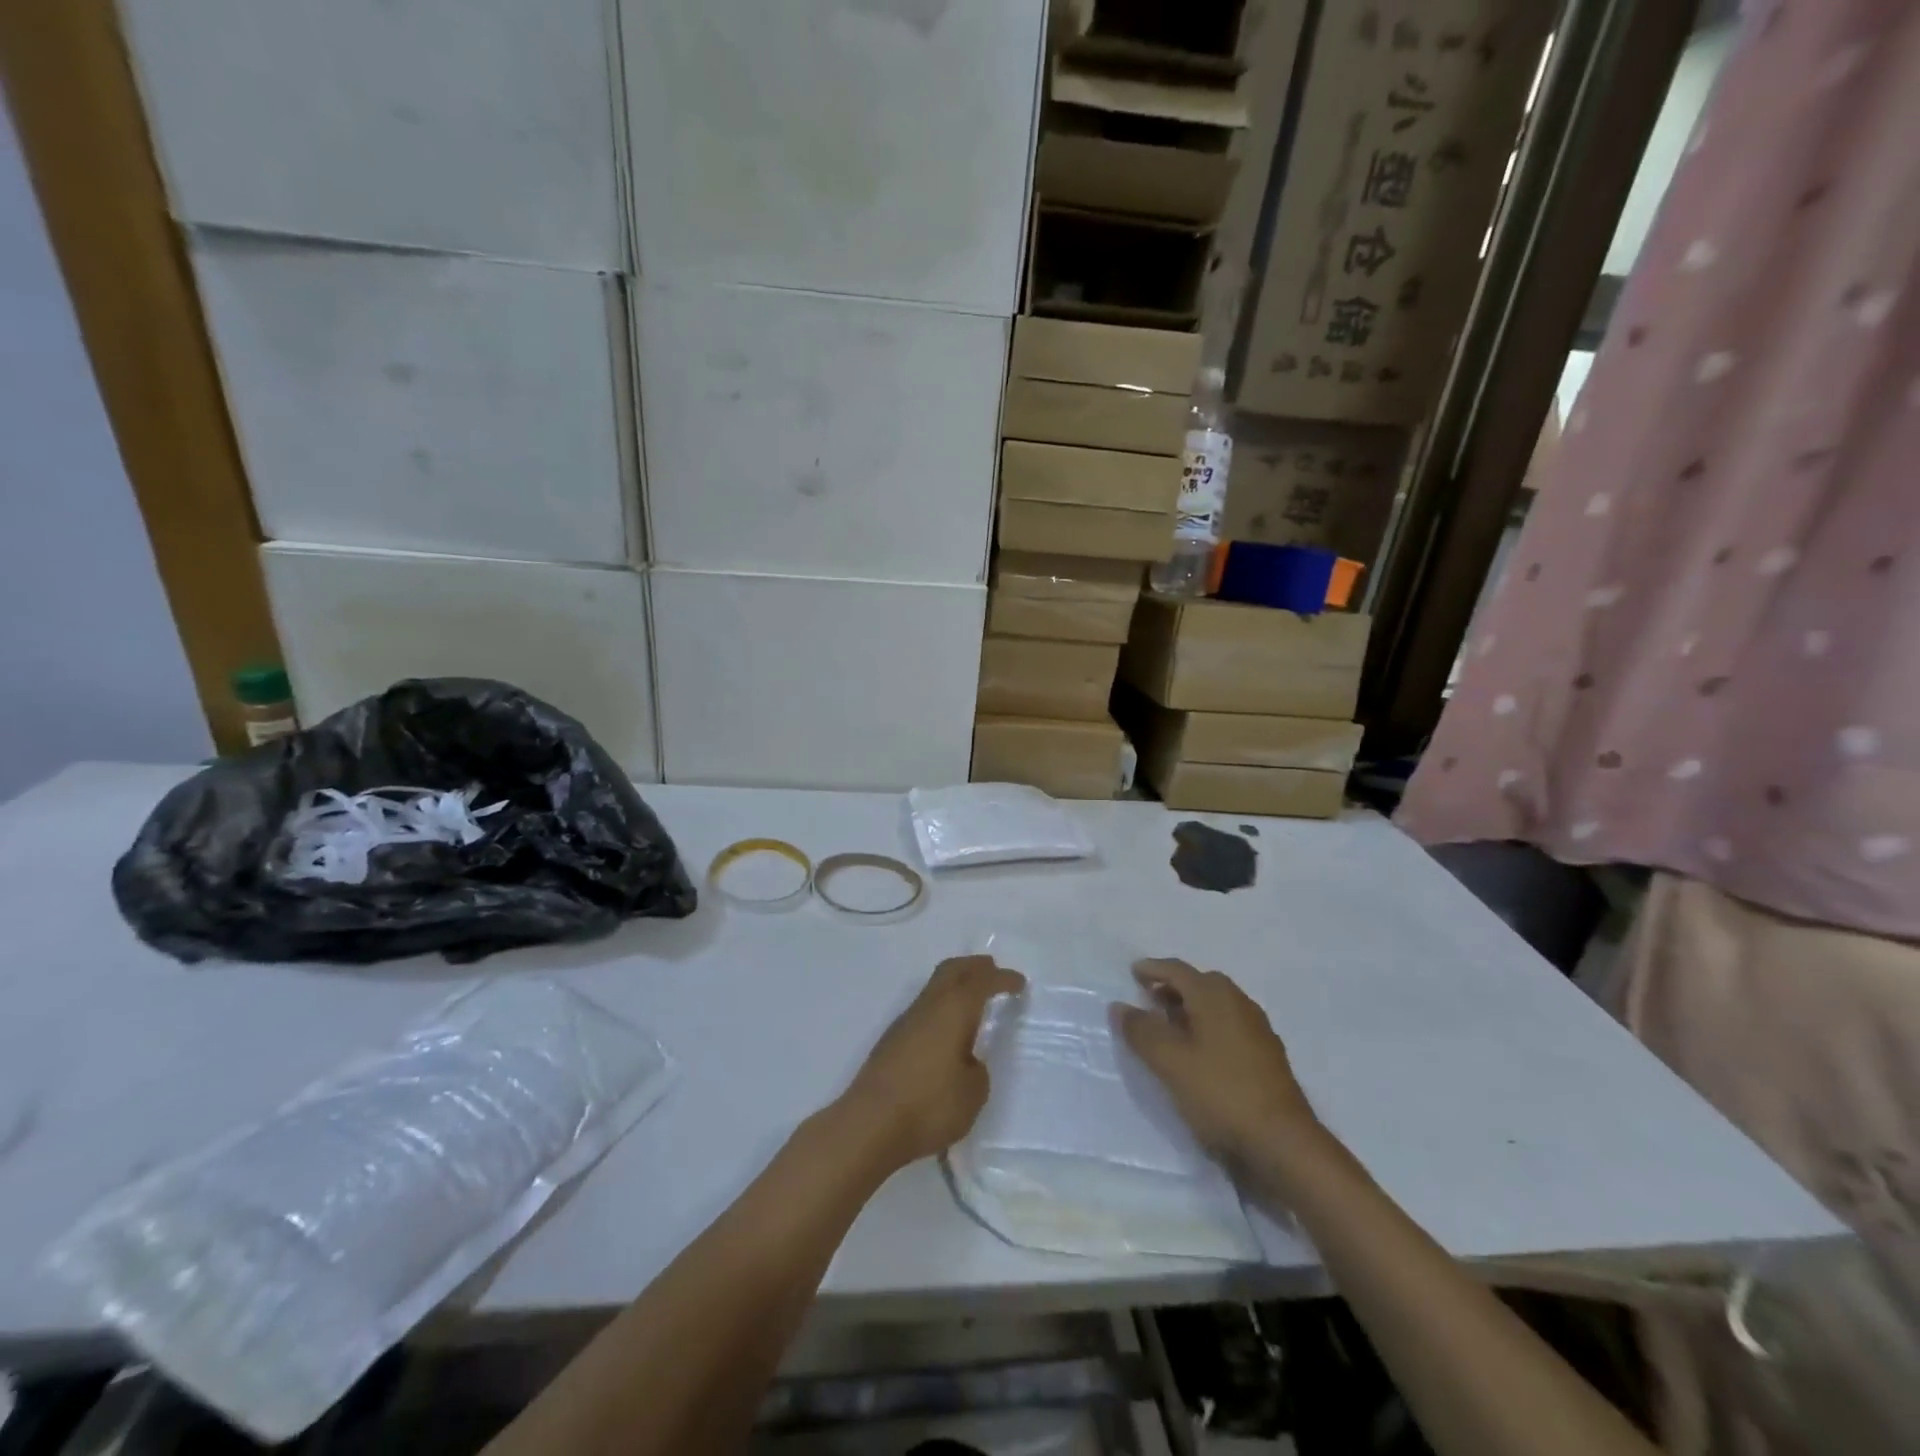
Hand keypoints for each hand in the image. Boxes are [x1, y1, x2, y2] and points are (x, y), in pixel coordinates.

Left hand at [839, 956, 1024, 1170]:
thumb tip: (967, 1062)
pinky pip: (923, 1008)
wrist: (869, 1124)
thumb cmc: (929, 1105)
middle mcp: (928, 1006)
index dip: (1002, 979)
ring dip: (954, 984)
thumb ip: (977, 1071)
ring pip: (934, 987)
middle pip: (951, 970)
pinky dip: (940, 1006)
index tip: (1019, 982)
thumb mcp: (972, 1094)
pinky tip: (946, 1029)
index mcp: (953, 1010)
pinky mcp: (891, 1040)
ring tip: (971, 998)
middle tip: (992, 969)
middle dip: (974, 966)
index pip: (981, 982)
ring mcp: (905, 1021)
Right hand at [1115, 959, 1323, 1163]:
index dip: (1153, 969)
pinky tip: (1200, 1053)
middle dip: (1173, 987)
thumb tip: (1120, 1006)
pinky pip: (1230, 1027)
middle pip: (1201, 984)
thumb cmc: (1220, 1093)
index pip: (1178, 970)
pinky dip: (1209, 1028)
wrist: (1283, 1143)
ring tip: (1169, 1028)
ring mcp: (1258, 1030)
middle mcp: (1239, 1003)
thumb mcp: (1169, 1062)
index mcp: (1215, 996)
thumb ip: (1142, 1031)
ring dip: (1191, 1009)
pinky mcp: (1267, 1057)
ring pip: (1217, 1006)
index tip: (1133, 972)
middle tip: (1149, 999)